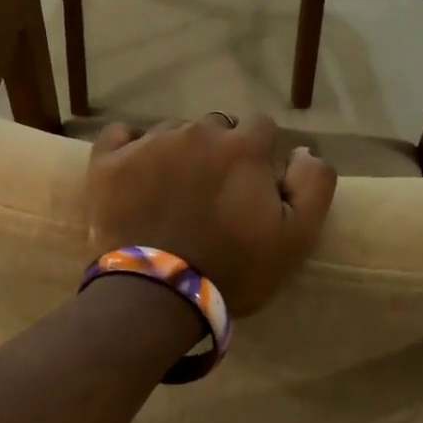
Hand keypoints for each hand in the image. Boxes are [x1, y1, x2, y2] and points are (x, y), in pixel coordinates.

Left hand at [88, 114, 337, 315]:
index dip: (260, 154)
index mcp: (243, 147)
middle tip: (212, 194)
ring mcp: (149, 143)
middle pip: (216, 128)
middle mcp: (198, 133)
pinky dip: (130, 146)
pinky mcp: (109, 161)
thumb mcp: (297, 238)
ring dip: (178, 153)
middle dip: (219, 153)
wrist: (159, 295)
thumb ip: (313, 185)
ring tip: (172, 192)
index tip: (252, 184)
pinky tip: (135, 171)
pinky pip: (120, 134)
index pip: (261, 127)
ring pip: (171, 132)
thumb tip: (303, 150)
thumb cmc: (234, 269)